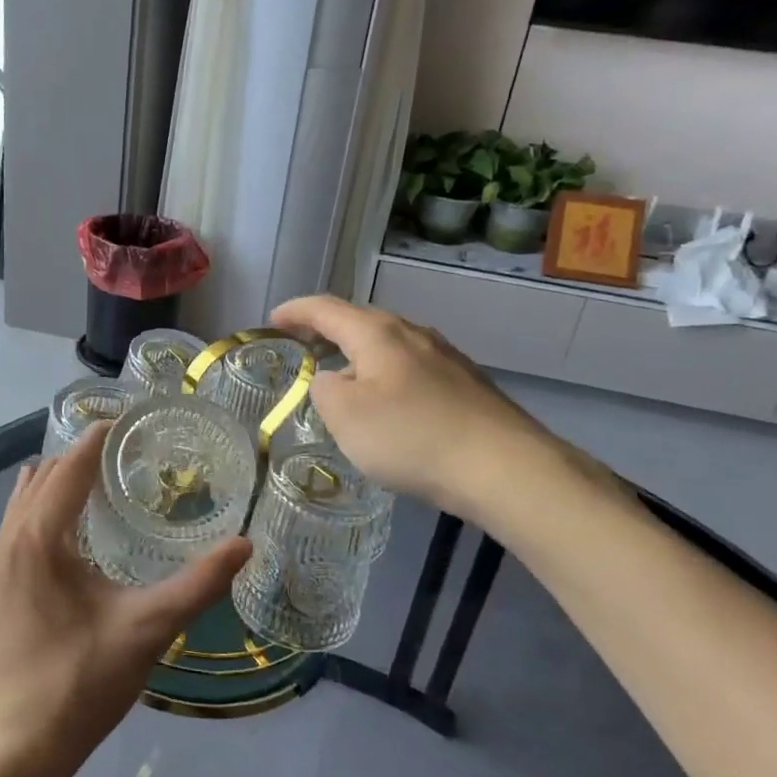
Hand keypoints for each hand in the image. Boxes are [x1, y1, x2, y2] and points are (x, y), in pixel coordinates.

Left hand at [0, 422, 250, 771]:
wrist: (14, 748)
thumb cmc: (80, 681)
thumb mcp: (149, 629)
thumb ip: (199, 584)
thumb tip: (245, 545)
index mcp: (40, 536)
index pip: (71, 465)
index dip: (99, 437)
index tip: (130, 420)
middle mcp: (8, 539)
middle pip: (43, 476)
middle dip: (80, 456)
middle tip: (126, 454)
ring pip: (23, 502)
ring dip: (57, 483)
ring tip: (100, 484)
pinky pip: (15, 528)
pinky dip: (41, 512)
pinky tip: (70, 538)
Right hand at [270, 294, 553, 510]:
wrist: (503, 467)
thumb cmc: (411, 436)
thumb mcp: (345, 416)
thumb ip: (325, 390)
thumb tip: (334, 379)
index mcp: (377, 333)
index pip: (326, 309)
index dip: (295, 312)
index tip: (272, 320)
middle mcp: (413, 333)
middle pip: (361, 322)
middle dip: (328, 332)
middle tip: (303, 348)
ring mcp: (445, 357)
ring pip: (390, 346)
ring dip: (359, 356)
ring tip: (343, 377)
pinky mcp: (466, 384)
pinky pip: (412, 369)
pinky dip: (386, 376)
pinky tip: (389, 405)